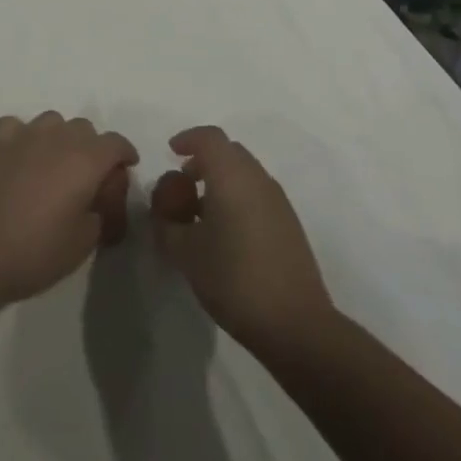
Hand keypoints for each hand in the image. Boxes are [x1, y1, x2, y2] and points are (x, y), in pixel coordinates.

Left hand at [0, 112, 137, 306]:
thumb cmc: (36, 252)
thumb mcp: (85, 241)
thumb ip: (101, 209)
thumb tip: (98, 197)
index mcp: (86, 159)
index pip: (116, 142)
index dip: (124, 154)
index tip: (125, 167)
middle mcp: (58, 136)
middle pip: (84, 128)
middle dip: (91, 148)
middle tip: (85, 176)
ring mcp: (23, 133)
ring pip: (52, 122)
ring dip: (58, 138)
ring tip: (51, 164)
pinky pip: (17, 127)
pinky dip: (23, 137)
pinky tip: (18, 157)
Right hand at [151, 126, 333, 354]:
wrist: (295, 323)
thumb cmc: (234, 279)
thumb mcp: (185, 253)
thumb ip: (166, 223)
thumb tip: (164, 208)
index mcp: (232, 176)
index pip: (210, 138)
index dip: (188, 138)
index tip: (170, 152)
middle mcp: (258, 179)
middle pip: (229, 151)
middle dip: (204, 159)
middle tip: (183, 183)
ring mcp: (278, 201)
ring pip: (245, 173)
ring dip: (221, 180)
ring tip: (200, 212)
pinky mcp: (289, 223)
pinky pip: (257, 193)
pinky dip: (237, 196)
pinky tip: (226, 231)